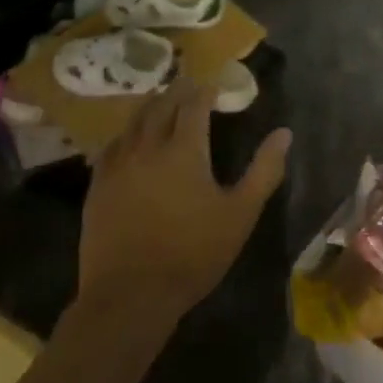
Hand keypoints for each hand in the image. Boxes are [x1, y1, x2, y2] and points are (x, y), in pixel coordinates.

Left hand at [75, 78, 290, 319]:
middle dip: (177, 92)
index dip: (205, 91)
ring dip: (150, 107)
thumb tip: (284, 133)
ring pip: (133, 122)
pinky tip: (128, 140)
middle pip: (160, 106)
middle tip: (189, 85)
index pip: (194, 105)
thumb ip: (264, 170)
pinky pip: (111, 147)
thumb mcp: (240, 213)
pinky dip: (125, 134)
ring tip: (160, 101)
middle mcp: (148, 148)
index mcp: (184, 150)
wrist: (129, 297)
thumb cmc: (193, 254)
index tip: (215, 85)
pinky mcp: (97, 188)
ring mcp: (118, 167)